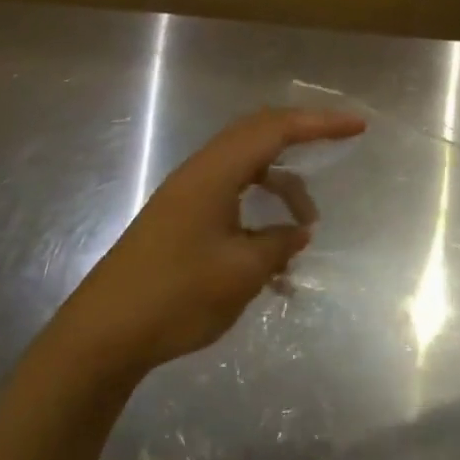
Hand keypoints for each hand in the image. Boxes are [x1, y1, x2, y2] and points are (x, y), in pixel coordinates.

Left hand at [56, 107, 365, 377]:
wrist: (102, 336)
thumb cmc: (175, 296)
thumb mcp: (241, 271)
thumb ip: (278, 244)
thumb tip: (298, 231)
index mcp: (215, 173)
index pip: (276, 130)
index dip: (320, 124)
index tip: (357, 127)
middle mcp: (201, 173)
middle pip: (259, 135)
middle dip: (303, 139)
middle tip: (339, 145)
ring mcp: (188, 195)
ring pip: (247, 169)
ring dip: (281, 188)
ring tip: (305, 228)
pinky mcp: (181, 219)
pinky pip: (233, 196)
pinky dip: (260, 212)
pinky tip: (272, 254)